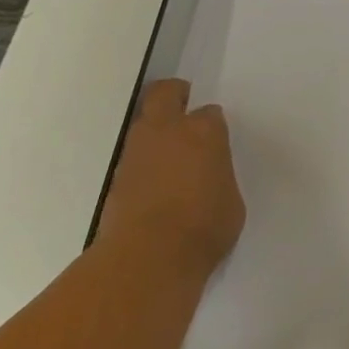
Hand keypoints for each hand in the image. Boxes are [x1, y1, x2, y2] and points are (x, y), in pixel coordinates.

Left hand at [98, 79, 245, 278]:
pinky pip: (133, 156)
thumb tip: (209, 175)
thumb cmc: (204, 227)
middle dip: (175, 94)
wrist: (149, 256)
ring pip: (143, 122)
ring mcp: (137, 151)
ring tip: (169, 155)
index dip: (212, 124)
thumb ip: (219, 177)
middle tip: (184, 107)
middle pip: (165, 93)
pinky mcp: (117, 175)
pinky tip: (154, 184)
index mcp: (204, 132)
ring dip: (155, 129)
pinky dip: (143, 161)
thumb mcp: (231, 201)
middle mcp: (167, 130)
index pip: (210, 113)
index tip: (216, 138)